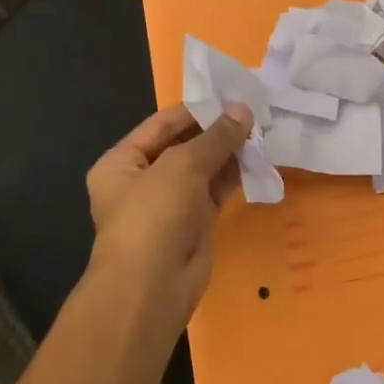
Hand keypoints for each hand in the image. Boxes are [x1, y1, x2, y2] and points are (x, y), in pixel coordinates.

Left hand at [84, 101, 251, 323]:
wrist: (152, 288)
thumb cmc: (154, 215)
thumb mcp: (183, 165)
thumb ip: (215, 137)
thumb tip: (244, 110)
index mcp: (122, 162)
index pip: (162, 124)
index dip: (197, 109)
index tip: (232, 95)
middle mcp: (143, 180)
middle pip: (184, 145)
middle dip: (216, 130)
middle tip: (254, 111)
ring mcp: (169, 204)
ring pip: (203, 168)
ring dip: (229, 151)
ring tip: (262, 130)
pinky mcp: (194, 224)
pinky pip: (215, 191)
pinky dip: (234, 175)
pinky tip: (258, 158)